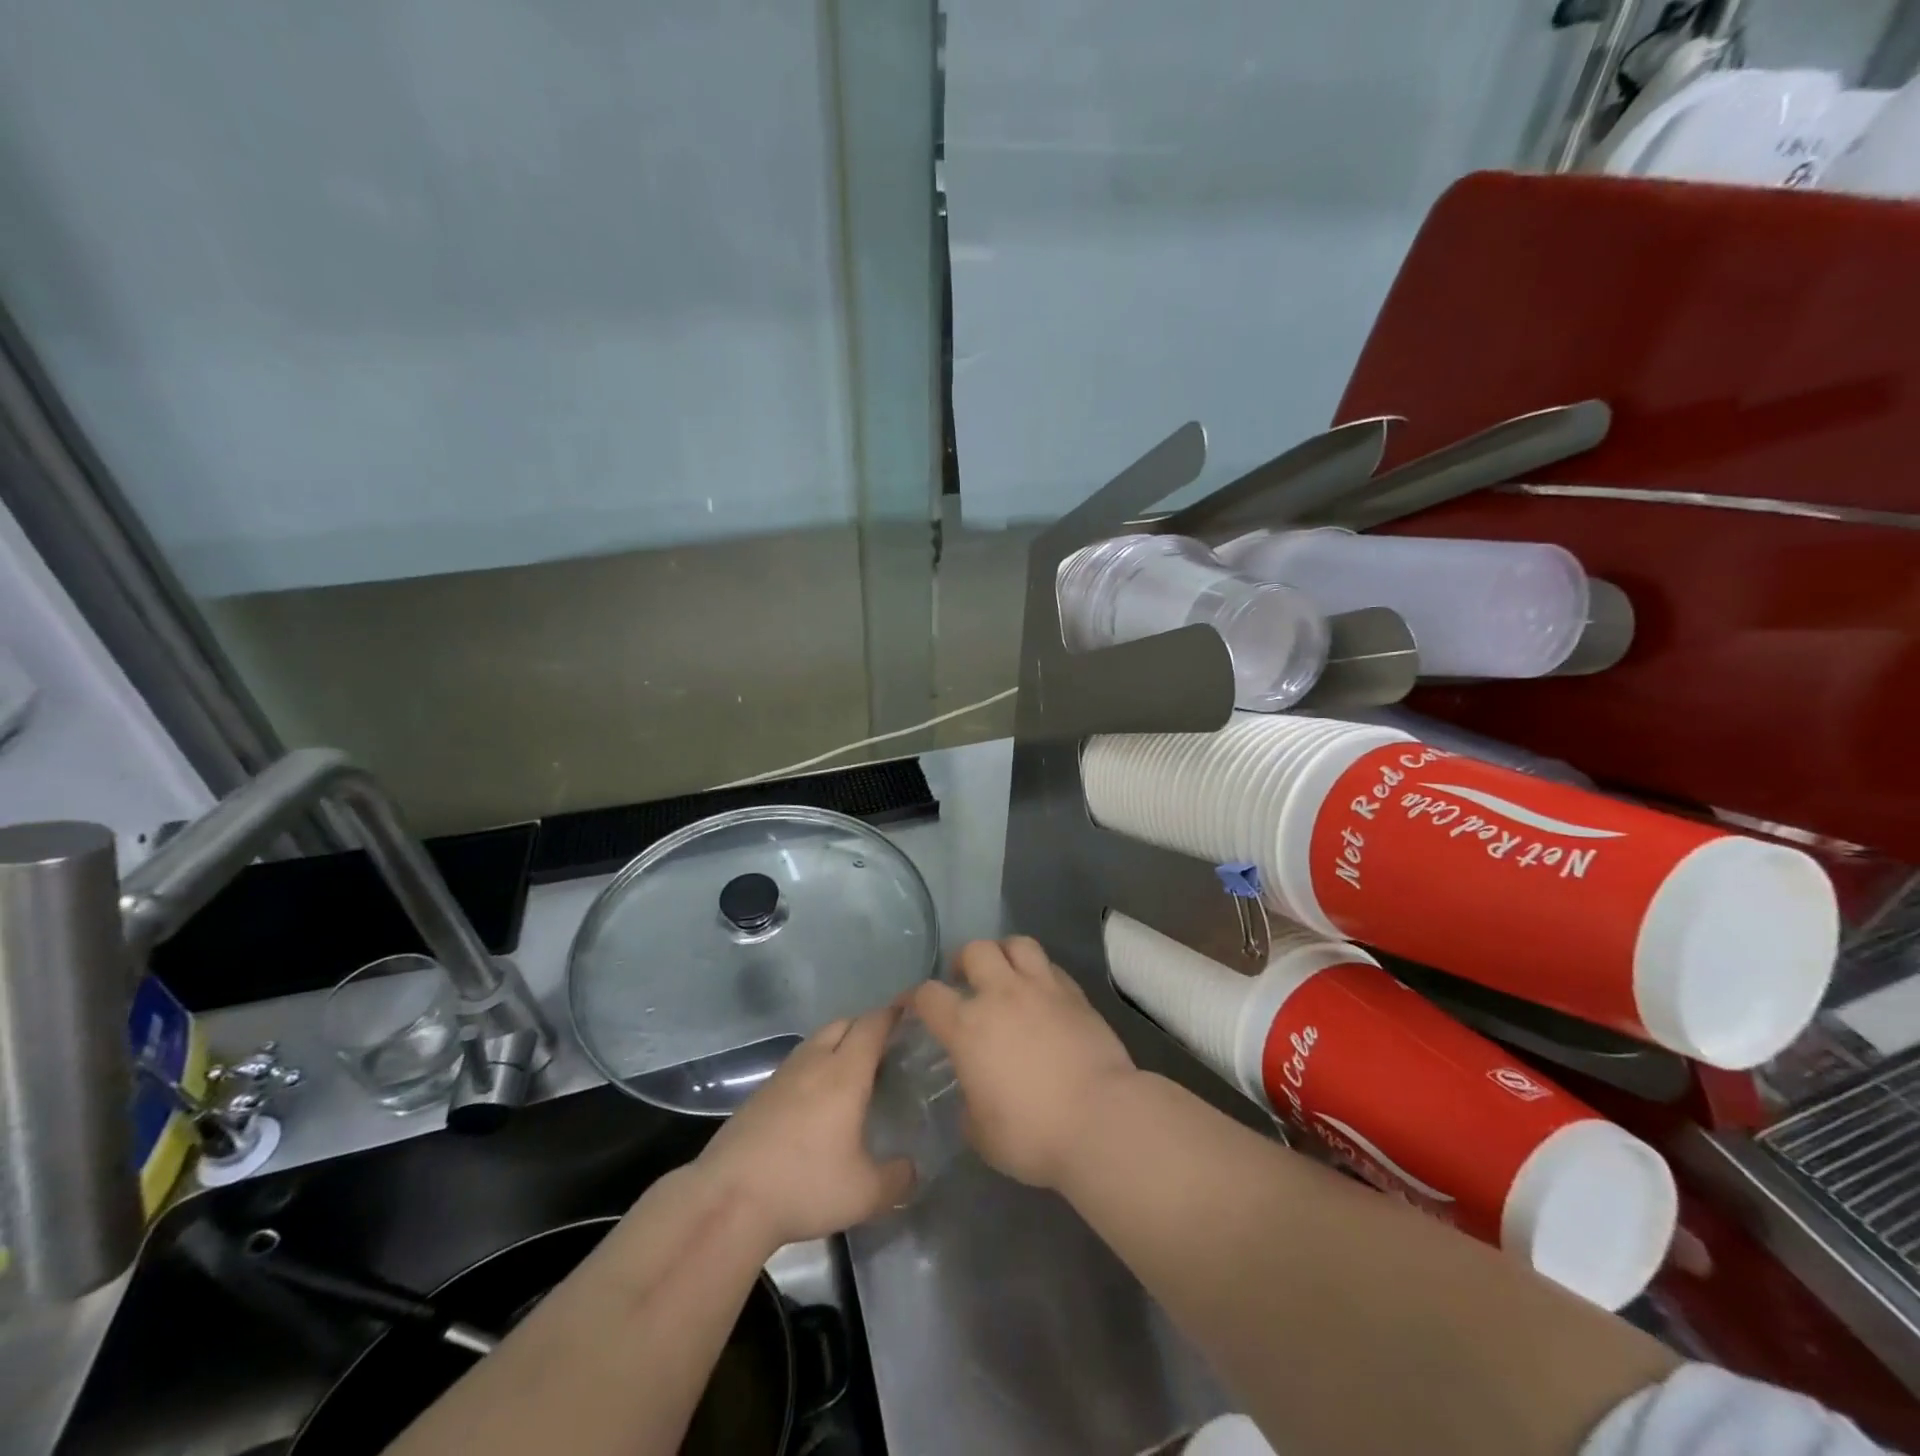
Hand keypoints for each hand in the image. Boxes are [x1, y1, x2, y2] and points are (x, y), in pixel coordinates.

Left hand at [695, 1008, 914, 1247]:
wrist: (728, 1200)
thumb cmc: (804, 1186)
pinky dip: (814, 1068)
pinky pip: (797, 1065)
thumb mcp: (865, 1194)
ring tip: (853, 1074)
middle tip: (887, 1049)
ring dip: (838, 1045)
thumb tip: (912, 1169)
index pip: (873, 1025)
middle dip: (866, 1027)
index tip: (911, 1012)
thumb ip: (897, 1179)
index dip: (893, 1014)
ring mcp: (782, 1076)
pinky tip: (817, 1101)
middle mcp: (814, 1062)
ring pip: (816, 1042)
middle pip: (844, 1023)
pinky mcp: (759, 1094)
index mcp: (845, 1073)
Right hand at [912, 937, 1137, 1189]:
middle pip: (975, 950)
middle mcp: (1002, 995)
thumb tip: (974, 1095)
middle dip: (964, 961)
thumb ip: (969, 1104)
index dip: (915, 998)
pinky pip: (1051, 967)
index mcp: (968, 1026)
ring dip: (1005, 953)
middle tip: (966, 981)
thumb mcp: (982, 1133)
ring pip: (1017, 944)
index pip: (928, 995)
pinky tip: (1042, 993)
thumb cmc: (1032, 1133)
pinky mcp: (1076, 994)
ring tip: (1005, 973)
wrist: (1101, 1119)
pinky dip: (1040, 972)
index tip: (914, 1007)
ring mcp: (1042, 989)